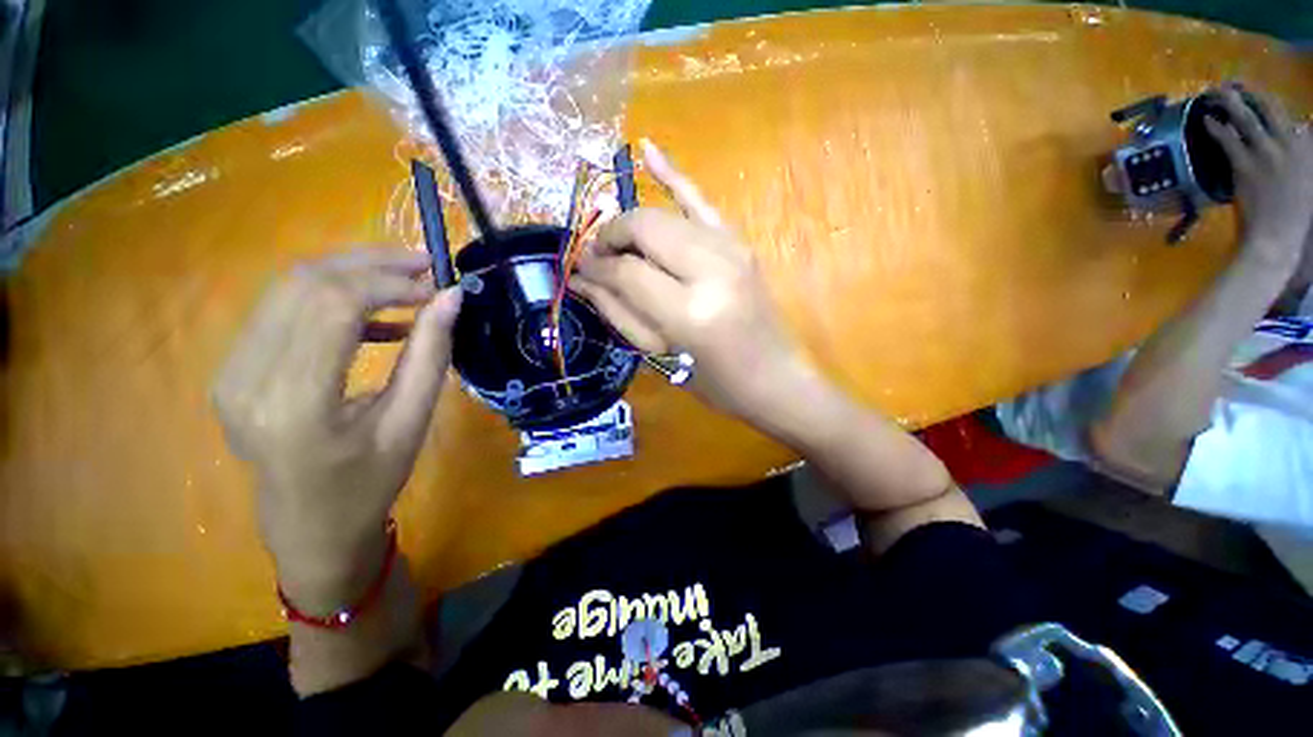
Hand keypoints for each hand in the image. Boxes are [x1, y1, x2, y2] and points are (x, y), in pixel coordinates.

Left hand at [213, 249, 461, 612]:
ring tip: (404, 280)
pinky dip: (331, 298)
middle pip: (305, 284)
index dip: (390, 282)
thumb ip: (430, 355)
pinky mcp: (233, 369)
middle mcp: (248, 379)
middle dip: (371, 263)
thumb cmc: (370, 483)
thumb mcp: (412, 422)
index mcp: (296, 404)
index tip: (437, 284)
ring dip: (351, 272)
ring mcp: (230, 372)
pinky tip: (374, 314)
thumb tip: (451, 298)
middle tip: (424, 264)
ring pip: (288, 287)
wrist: (311, 529)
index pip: (335, 306)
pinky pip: (281, 310)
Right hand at [570, 140, 812, 424]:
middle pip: (644, 230)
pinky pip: (701, 200)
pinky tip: (647, 150)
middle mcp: (712, 270)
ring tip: (614, 240)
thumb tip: (582, 279)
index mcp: (690, 311)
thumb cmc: (716, 383)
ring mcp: (731, 250)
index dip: (598, 270)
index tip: (579, 273)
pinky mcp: (739, 245)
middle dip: (612, 238)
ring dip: (631, 224)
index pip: (628, 273)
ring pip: (663, 216)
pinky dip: (673, 175)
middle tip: (597, 257)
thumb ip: (619, 312)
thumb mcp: (662, 357)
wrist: (775, 378)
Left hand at [1205, 84, 1312, 272]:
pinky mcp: (1246, 166)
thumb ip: (1299, 159)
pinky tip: (1206, 120)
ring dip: (1231, 103)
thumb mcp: (1305, 181)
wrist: (1277, 238)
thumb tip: (1296, 137)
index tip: (1258, 93)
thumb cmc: (1293, 216)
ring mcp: (1267, 154)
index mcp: (1307, 150)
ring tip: (1216, 92)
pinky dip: (1217, 128)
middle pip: (1269, 110)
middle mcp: (1290, 145)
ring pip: (1247, 119)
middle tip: (1232, 83)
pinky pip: (1228, 141)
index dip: (1271, 103)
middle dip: (1250, 93)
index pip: (1291, 118)